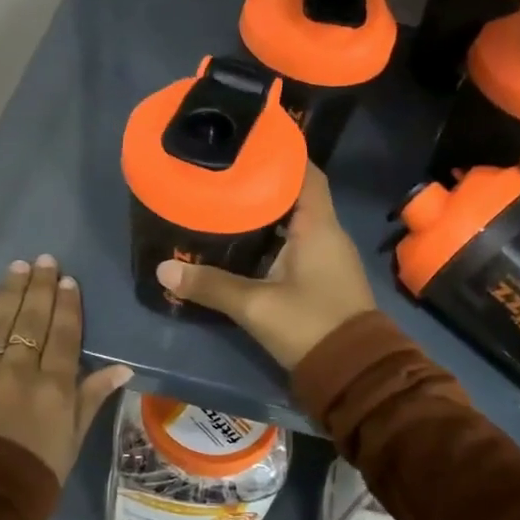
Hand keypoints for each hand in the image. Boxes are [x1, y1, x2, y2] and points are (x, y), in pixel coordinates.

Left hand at [0, 255, 132, 477]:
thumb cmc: (32, 478)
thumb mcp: (71, 442)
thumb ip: (91, 399)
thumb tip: (122, 368)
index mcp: (54, 389)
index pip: (65, 336)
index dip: (67, 306)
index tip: (68, 280)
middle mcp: (20, 372)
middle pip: (32, 320)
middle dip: (40, 287)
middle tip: (44, 260)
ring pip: (0, 321)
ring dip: (11, 290)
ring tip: (18, 266)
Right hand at [156, 165, 376, 369]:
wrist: (355, 374)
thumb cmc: (310, 325)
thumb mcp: (255, 306)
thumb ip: (210, 285)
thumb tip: (164, 268)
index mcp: (318, 226)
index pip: (306, 173)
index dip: (281, 155)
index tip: (247, 145)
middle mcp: (327, 234)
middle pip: (296, 194)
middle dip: (262, 183)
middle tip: (223, 174)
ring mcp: (327, 257)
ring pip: (294, 221)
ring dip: (265, 212)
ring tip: (225, 202)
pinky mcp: (322, 278)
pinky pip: (295, 245)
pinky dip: (270, 238)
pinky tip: (242, 243)